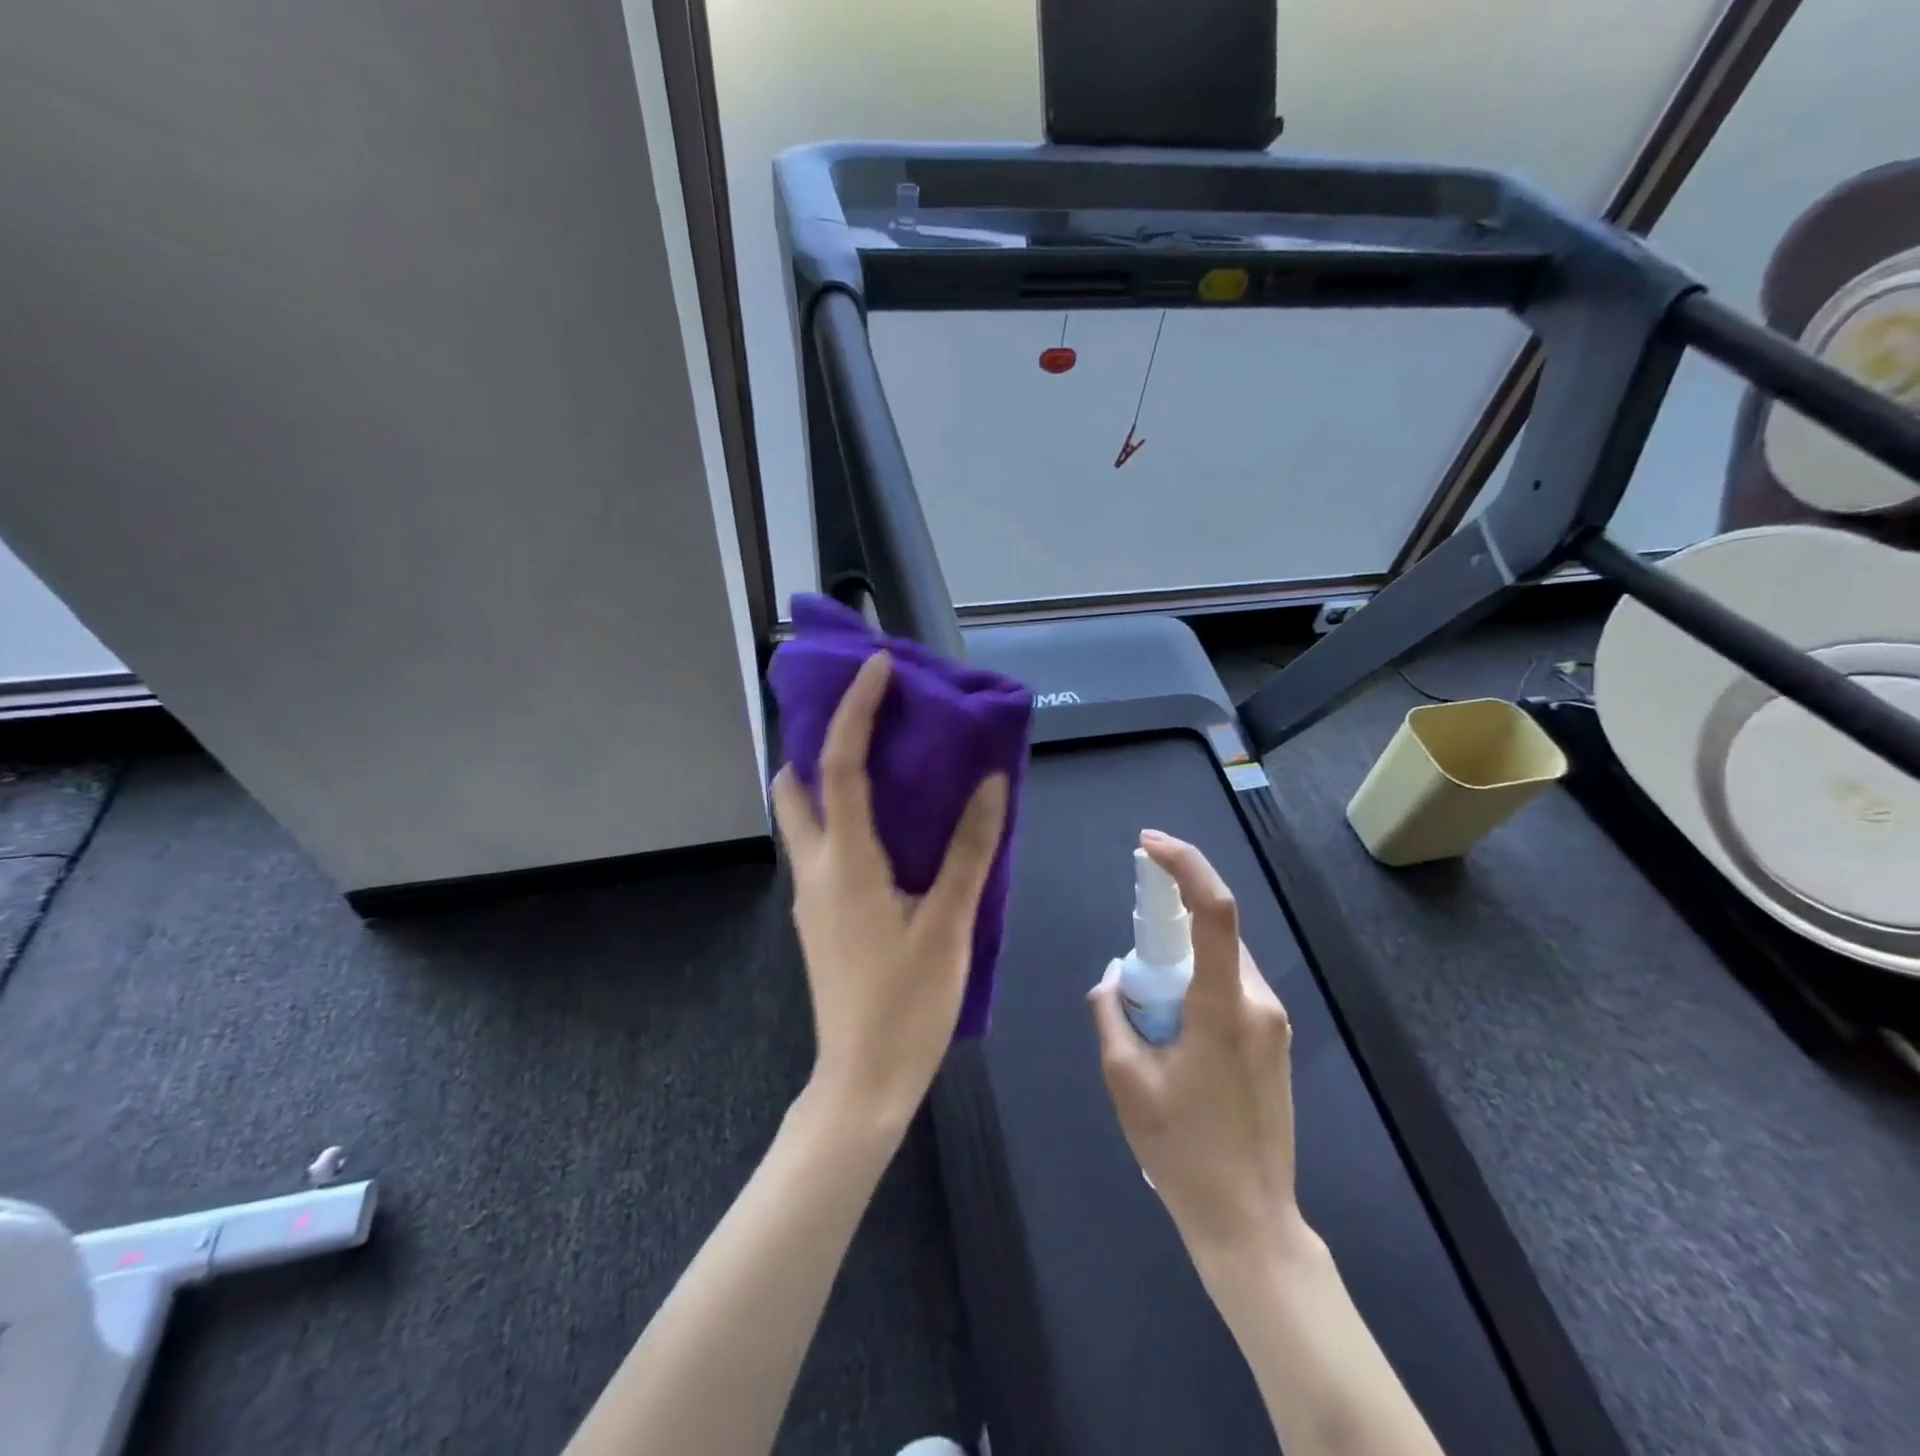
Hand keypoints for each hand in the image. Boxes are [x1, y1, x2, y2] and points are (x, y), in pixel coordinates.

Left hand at [772, 652, 1009, 1127]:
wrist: (862, 1082)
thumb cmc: (908, 1003)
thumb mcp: (949, 923)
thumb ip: (969, 850)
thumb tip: (990, 784)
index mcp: (846, 862)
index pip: (840, 766)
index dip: (855, 710)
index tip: (877, 668)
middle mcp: (816, 868)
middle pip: (795, 786)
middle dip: (818, 742)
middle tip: (868, 721)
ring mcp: (811, 895)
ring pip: (804, 818)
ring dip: (829, 781)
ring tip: (884, 765)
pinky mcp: (820, 917)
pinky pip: (823, 847)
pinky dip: (843, 817)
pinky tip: (889, 830)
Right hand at [1088, 830, 1305, 1269]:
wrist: (1250, 1222)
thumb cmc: (1182, 1150)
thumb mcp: (1125, 1078)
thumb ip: (1112, 1011)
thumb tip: (1116, 974)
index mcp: (1224, 1007)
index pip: (1214, 910)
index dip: (1184, 865)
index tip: (1147, 845)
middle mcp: (1259, 1002)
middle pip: (1215, 932)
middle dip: (1168, 924)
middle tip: (1130, 953)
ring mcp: (1274, 1022)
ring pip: (1222, 960)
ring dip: (1181, 961)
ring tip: (1147, 1012)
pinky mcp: (1275, 1040)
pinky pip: (1232, 987)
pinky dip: (1197, 984)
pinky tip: (1173, 1029)